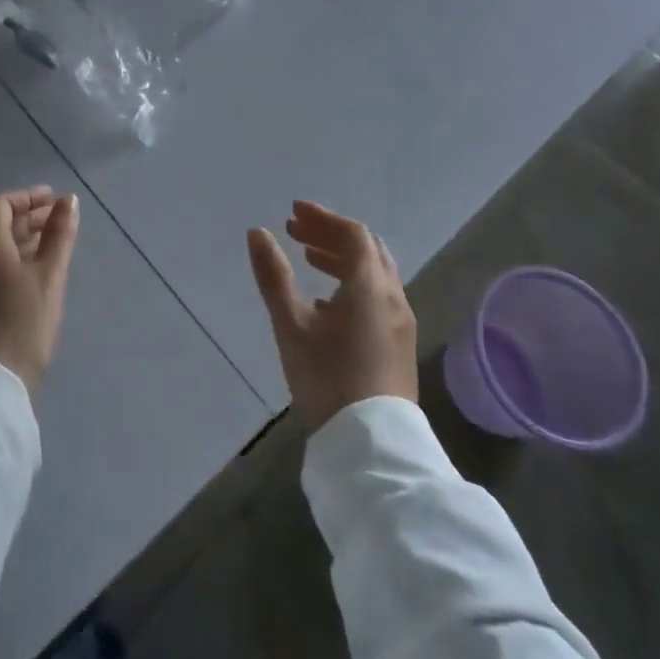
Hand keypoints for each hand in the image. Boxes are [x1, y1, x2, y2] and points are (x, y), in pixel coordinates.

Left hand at [0, 187, 80, 392]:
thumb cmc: (22, 323)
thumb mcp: (49, 276)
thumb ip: (59, 235)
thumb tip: (68, 200)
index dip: (26, 197)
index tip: (53, 201)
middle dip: (26, 218)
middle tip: (56, 222)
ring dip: (18, 241)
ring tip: (48, 249)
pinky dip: (7, 263)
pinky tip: (28, 281)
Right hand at [248, 201, 417, 431]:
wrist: (371, 446)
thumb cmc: (327, 378)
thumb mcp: (291, 325)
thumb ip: (274, 276)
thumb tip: (258, 233)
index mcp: (369, 285)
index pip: (352, 234)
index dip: (322, 218)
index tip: (293, 212)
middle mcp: (393, 296)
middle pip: (366, 249)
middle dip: (331, 234)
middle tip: (297, 232)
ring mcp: (401, 322)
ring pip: (375, 273)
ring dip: (342, 258)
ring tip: (309, 259)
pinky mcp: (399, 344)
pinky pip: (379, 295)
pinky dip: (353, 282)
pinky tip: (328, 302)